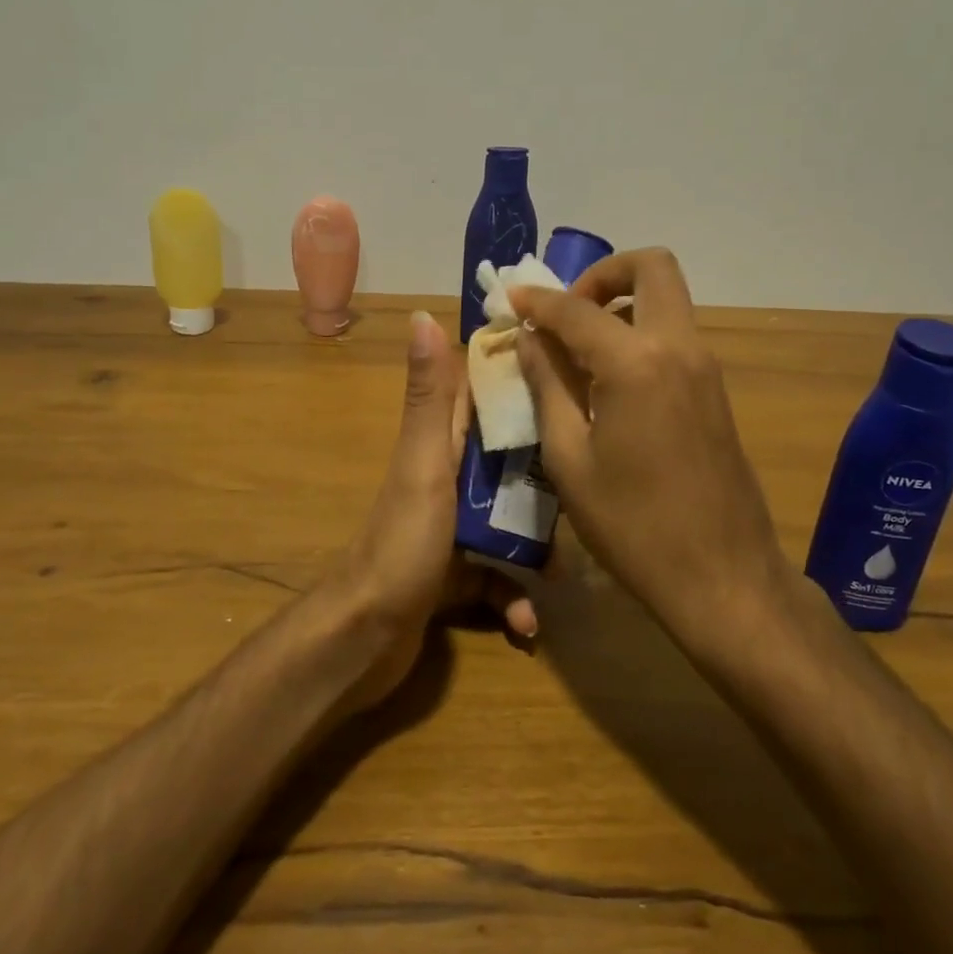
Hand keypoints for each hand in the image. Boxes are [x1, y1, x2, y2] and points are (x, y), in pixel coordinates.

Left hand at [324, 310, 535, 711]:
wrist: (365, 638)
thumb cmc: (402, 545)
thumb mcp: (424, 466)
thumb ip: (429, 399)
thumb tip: (421, 315)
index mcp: (439, 447)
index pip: (480, 397)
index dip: (521, 381)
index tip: (572, 374)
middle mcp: (445, 480)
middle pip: (507, 464)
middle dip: (547, 479)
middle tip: (588, 490)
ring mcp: (450, 529)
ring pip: (508, 524)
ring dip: (537, 548)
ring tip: (564, 570)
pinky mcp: (454, 574)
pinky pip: (497, 579)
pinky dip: (513, 600)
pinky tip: (527, 625)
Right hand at [509, 250, 795, 641]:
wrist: (723, 576)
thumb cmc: (632, 525)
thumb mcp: (569, 459)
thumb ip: (547, 386)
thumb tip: (529, 339)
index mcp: (636, 363)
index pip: (576, 310)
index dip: (537, 301)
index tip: (510, 299)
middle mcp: (678, 347)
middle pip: (651, 267)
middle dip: (601, 274)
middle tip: (565, 314)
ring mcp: (704, 367)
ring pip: (667, 298)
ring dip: (621, 302)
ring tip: (578, 347)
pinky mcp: (714, 389)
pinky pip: (674, 333)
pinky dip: (639, 331)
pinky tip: (608, 379)